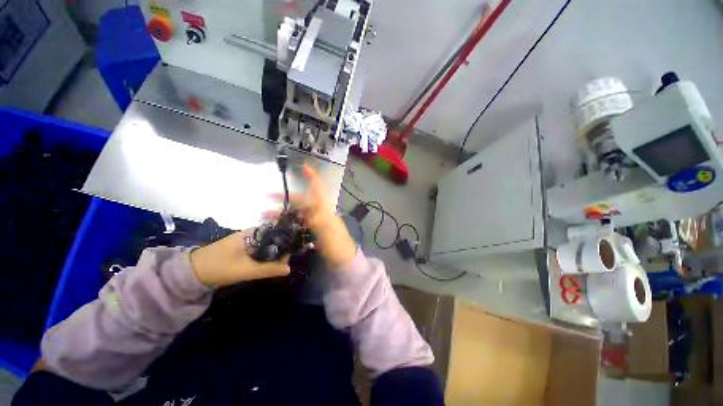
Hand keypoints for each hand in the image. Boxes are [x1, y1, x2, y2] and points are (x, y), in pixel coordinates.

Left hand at [190, 231, 289, 287]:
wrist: (191, 273)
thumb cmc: (219, 266)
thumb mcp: (246, 269)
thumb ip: (269, 269)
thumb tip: (289, 269)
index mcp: (252, 232)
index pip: (277, 232)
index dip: (287, 241)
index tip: (293, 252)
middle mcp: (252, 234)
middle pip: (274, 239)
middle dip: (281, 249)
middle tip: (287, 262)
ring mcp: (247, 242)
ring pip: (267, 246)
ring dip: (274, 254)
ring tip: (281, 264)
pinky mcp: (242, 250)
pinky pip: (260, 251)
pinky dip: (266, 257)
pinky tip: (269, 264)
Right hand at [266, 164, 356, 268]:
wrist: (342, 259)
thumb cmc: (337, 244)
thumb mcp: (328, 229)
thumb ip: (318, 215)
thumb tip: (307, 204)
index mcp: (325, 208)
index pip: (319, 188)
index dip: (312, 176)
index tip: (304, 166)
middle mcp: (321, 211)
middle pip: (303, 200)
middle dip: (286, 197)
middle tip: (268, 196)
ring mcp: (317, 220)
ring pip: (299, 211)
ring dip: (283, 211)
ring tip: (265, 215)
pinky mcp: (314, 230)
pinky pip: (299, 221)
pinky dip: (288, 220)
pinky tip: (278, 223)